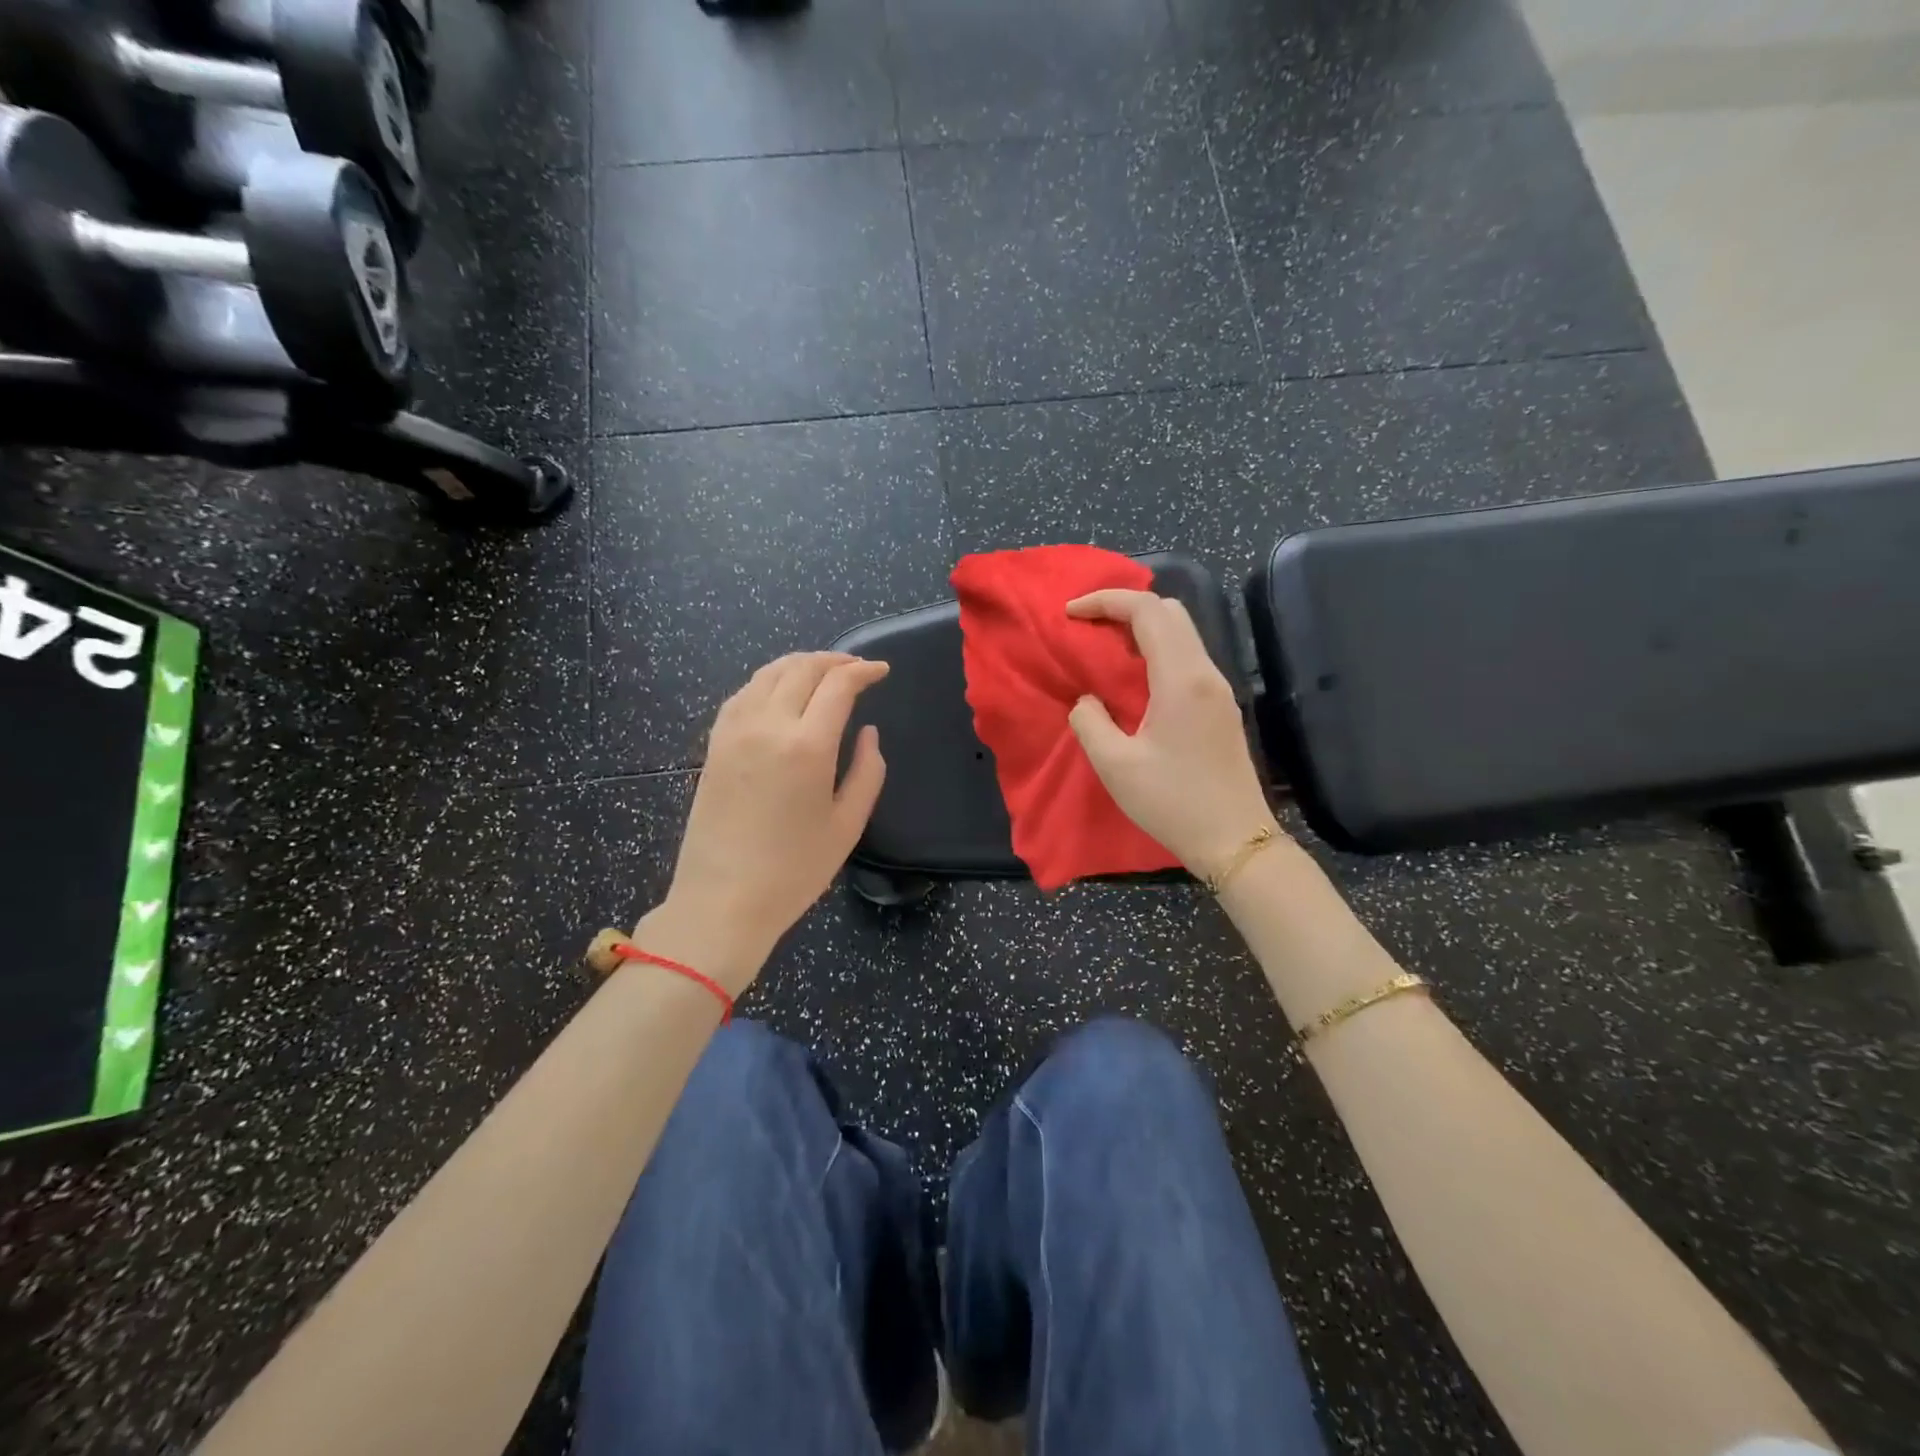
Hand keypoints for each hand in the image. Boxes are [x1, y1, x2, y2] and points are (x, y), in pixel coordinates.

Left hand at [642, 652, 888, 993]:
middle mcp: (768, 726)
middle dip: (834, 661)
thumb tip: (868, 733)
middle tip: (856, 668)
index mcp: (807, 746)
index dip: (863, 671)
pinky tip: (780, 692)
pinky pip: (743, 694)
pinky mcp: (714, 744)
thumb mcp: (847, 825)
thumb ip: (867, 772)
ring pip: (768, 674)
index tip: (881, 671)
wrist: (722, 900)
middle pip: (801, 669)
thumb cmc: (794, 870)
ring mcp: (734, 731)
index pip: (838, 685)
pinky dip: (768, 681)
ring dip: (799, 664)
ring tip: (822, 672)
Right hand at [1065, 590, 1278, 879]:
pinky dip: (1156, 650)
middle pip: (1170, 611)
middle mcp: (1206, 673)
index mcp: (1181, 679)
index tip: (1071, 613)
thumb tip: (1087, 701)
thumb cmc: (1173, 803)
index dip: (1106, 601)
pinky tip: (1134, 678)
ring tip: (1104, 649)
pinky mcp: (1221, 706)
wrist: (1235, 840)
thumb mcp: (1115, 766)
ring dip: (1142, 628)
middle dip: (1125, 607)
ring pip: (1182, 632)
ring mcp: (1219, 688)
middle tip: (1088, 628)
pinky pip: (1187, 657)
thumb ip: (1090, 722)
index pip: (1147, 611)